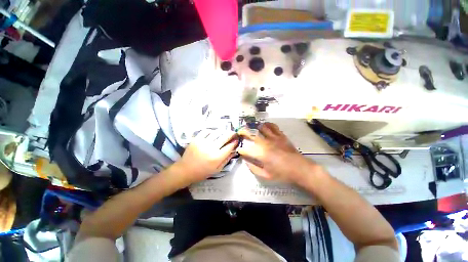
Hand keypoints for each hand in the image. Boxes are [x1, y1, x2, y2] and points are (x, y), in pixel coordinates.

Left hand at [175, 129, 238, 183]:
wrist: (185, 170)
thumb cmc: (203, 172)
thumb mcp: (217, 170)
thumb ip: (226, 160)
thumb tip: (234, 151)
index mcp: (217, 157)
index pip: (230, 146)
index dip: (235, 142)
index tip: (237, 140)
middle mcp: (211, 148)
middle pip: (225, 137)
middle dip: (231, 134)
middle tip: (233, 133)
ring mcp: (203, 142)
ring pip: (217, 132)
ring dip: (222, 132)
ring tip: (224, 133)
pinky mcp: (196, 139)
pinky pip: (206, 131)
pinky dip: (211, 131)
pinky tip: (213, 133)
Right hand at [237, 122, 317, 183]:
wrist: (299, 168)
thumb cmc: (282, 173)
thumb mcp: (265, 175)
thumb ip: (253, 168)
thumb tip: (246, 161)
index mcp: (260, 154)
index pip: (246, 149)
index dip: (241, 150)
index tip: (240, 151)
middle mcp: (265, 143)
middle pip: (251, 134)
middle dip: (242, 132)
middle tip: (239, 132)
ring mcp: (273, 137)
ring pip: (261, 127)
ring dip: (255, 128)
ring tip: (253, 129)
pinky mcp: (280, 135)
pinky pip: (273, 126)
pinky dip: (267, 125)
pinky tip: (265, 126)